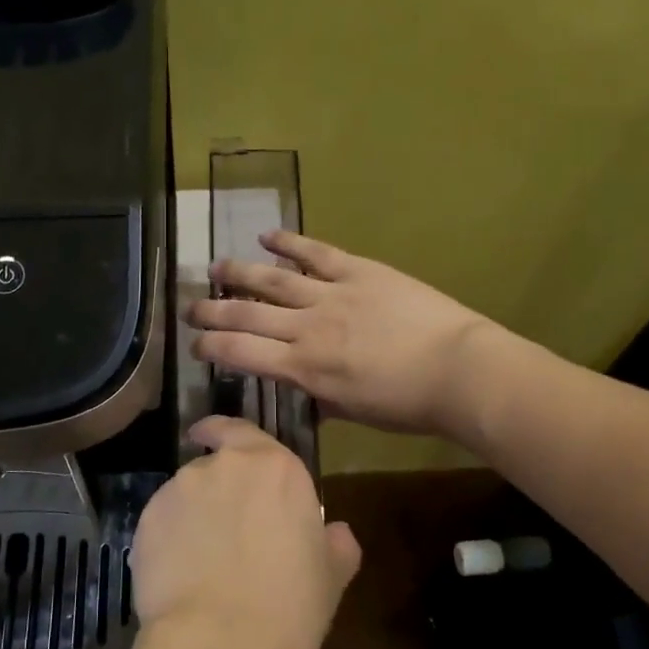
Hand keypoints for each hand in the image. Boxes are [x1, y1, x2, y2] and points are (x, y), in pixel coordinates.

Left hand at [131, 416, 360, 648]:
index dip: (224, 433)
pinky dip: (168, 539)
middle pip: (214, 466)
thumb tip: (336, 533)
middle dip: (217, 490)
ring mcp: (180, 490)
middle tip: (227, 530)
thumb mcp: (331, 575)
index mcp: (275, 468)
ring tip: (201, 560)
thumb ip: (335, 543)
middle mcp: (223, 466)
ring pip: (185, 494)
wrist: (221, 643)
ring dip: (192, 514)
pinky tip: (179, 576)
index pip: (241, 430)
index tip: (211, 436)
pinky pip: (160, 522)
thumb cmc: (290, 606)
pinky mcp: (146, 520)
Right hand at [189, 232, 497, 436]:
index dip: (211, 347)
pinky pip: (316, 253)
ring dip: (239, 273)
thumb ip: (320, 398)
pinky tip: (267, 236)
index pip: (241, 354)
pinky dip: (289, 242)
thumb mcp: (354, 412)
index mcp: (304, 369)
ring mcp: (331, 295)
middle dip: (212, 312)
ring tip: (215, 268)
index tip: (195, 345)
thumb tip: (303, 391)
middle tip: (190, 308)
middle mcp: (307, 329)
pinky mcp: (358, 271)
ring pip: (273, 280)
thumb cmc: (408, 404)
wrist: (459, 370)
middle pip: (246, 315)